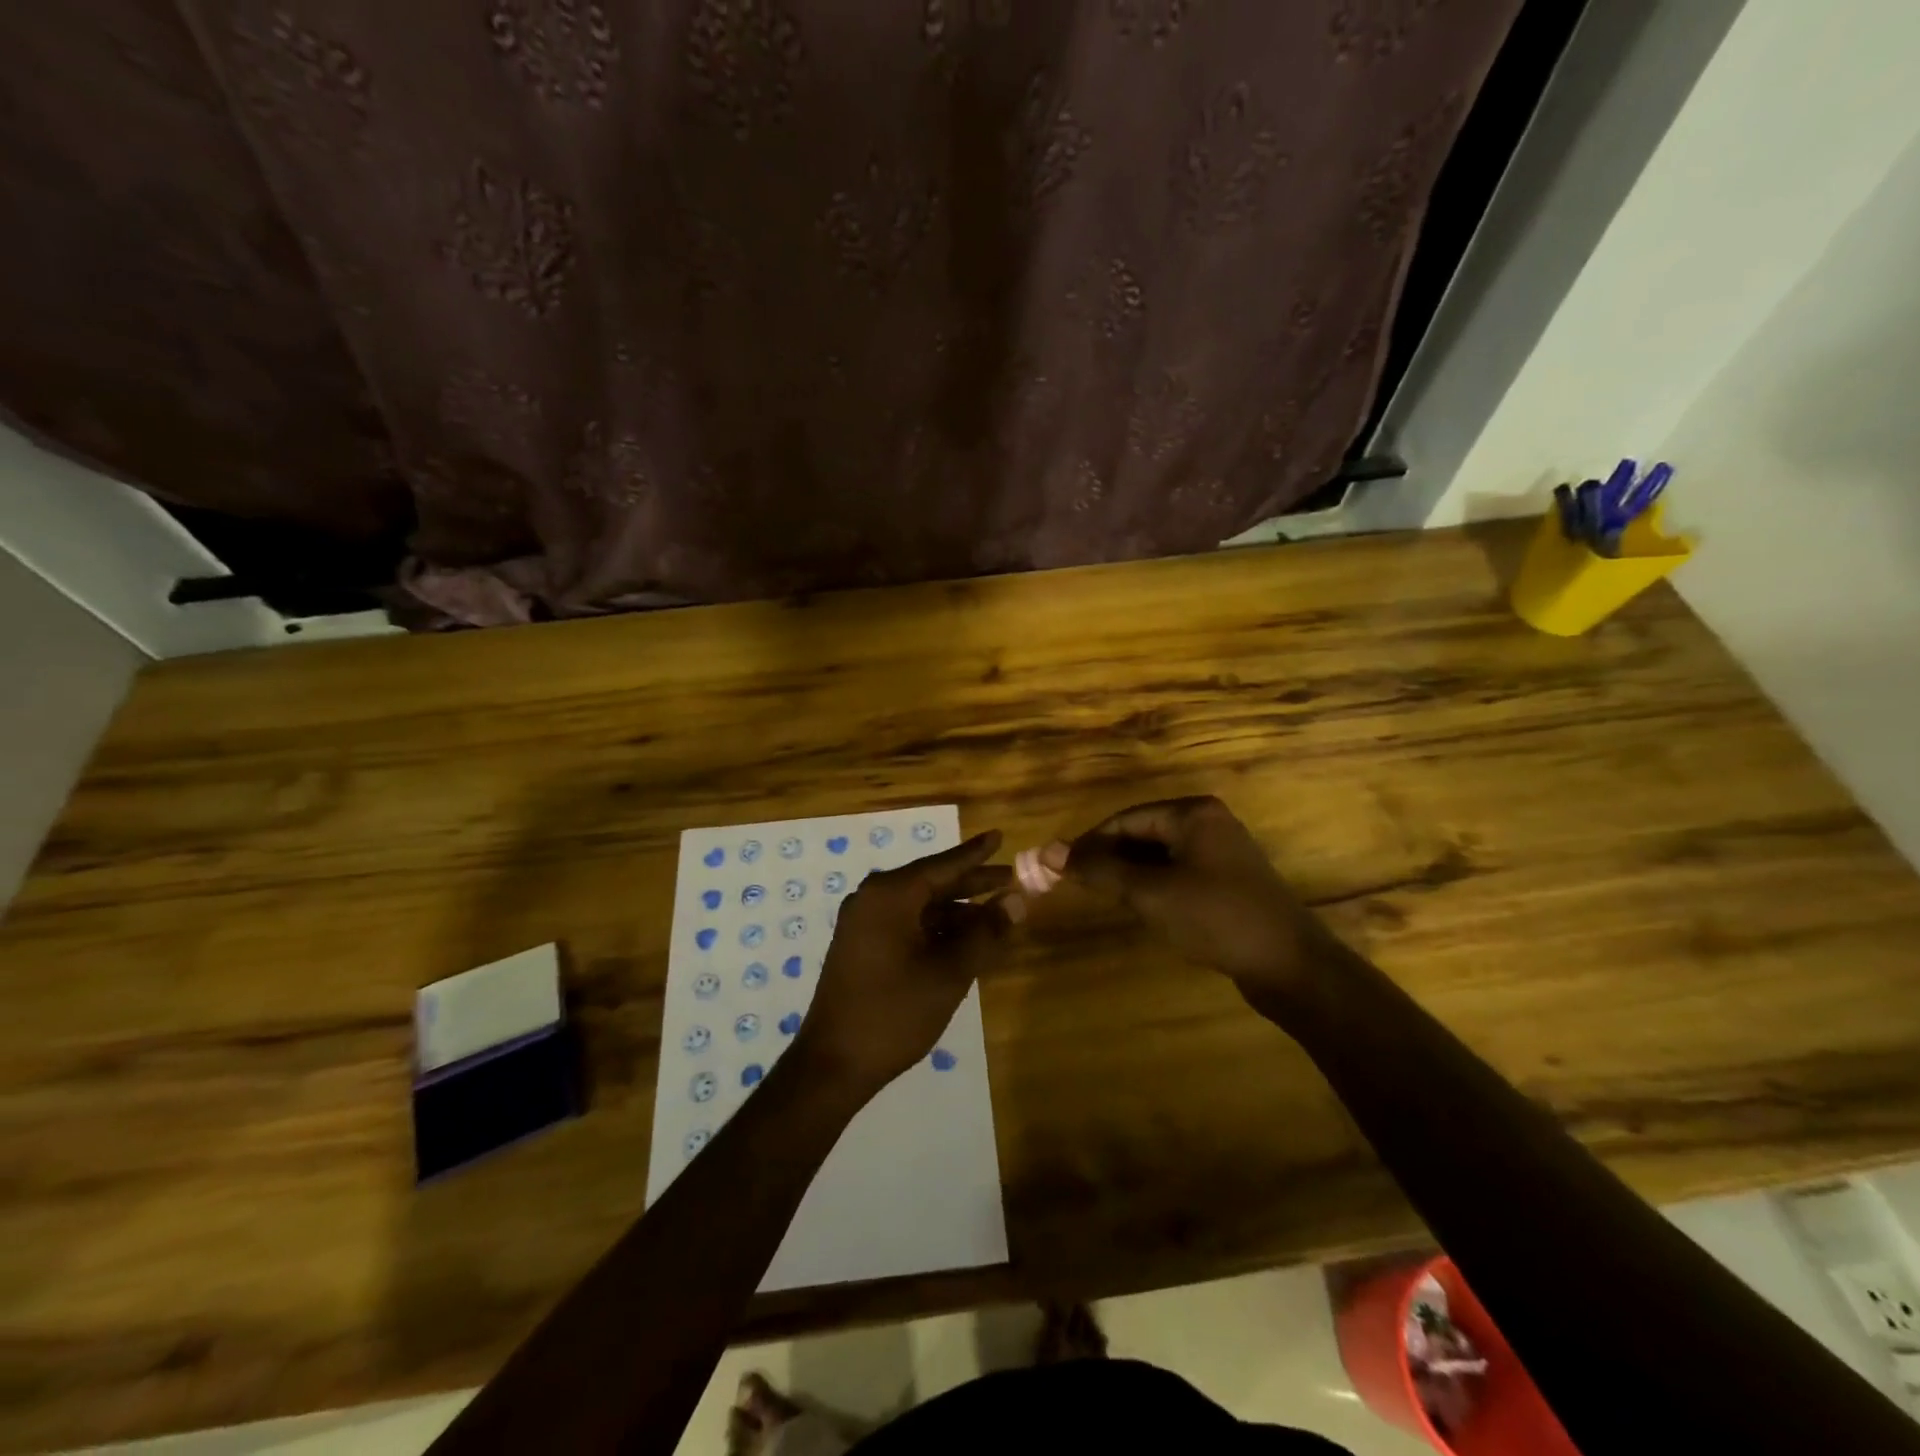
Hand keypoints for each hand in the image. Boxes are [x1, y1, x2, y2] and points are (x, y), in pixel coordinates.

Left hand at [794, 830, 1014, 1096]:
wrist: (834, 1064)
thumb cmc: (895, 1012)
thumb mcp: (949, 972)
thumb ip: (985, 933)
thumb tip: (1018, 901)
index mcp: (890, 895)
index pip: (942, 865)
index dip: (975, 854)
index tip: (999, 836)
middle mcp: (873, 899)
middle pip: (932, 882)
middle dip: (972, 883)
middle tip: (1011, 879)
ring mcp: (864, 923)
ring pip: (921, 906)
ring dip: (957, 911)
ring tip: (997, 917)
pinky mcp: (862, 946)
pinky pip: (907, 924)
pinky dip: (937, 928)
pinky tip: (964, 940)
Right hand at [1053, 797, 1340, 1003]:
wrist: (1290, 964)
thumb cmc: (1215, 917)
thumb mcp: (1150, 892)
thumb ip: (1100, 870)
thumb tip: (1049, 851)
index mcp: (1192, 813)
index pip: (1125, 819)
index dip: (1089, 842)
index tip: (1060, 868)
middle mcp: (1208, 822)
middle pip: (1143, 833)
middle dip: (1110, 858)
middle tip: (1079, 886)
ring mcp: (1223, 851)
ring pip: (1160, 855)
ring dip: (1130, 873)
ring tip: (1105, 898)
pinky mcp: (1229, 879)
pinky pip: (1179, 871)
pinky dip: (1155, 884)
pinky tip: (1142, 907)